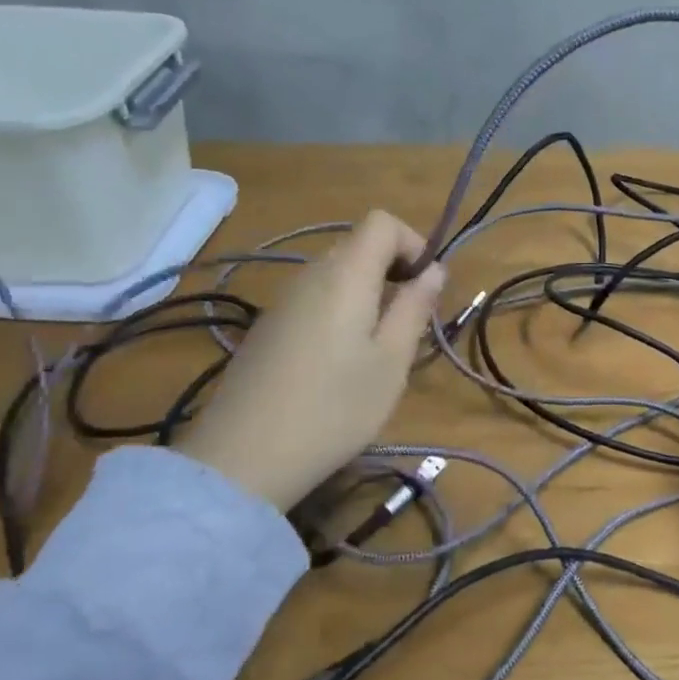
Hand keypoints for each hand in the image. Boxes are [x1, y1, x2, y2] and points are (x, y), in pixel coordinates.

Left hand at [177, 211, 445, 510]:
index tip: (426, 286)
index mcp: (346, 274)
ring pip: (336, 274)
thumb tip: (434, 270)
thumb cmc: (335, 407)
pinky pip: (314, 298)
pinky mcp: (267, 327)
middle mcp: (310, 274)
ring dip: (368, 293)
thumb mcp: (391, 361)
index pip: (382, 222)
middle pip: (359, 245)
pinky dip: (340, 311)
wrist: (244, 457)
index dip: (413, 243)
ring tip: (378, 347)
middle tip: (409, 321)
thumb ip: (414, 307)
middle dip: (394, 270)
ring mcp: (283, 300)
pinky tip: (338, 363)